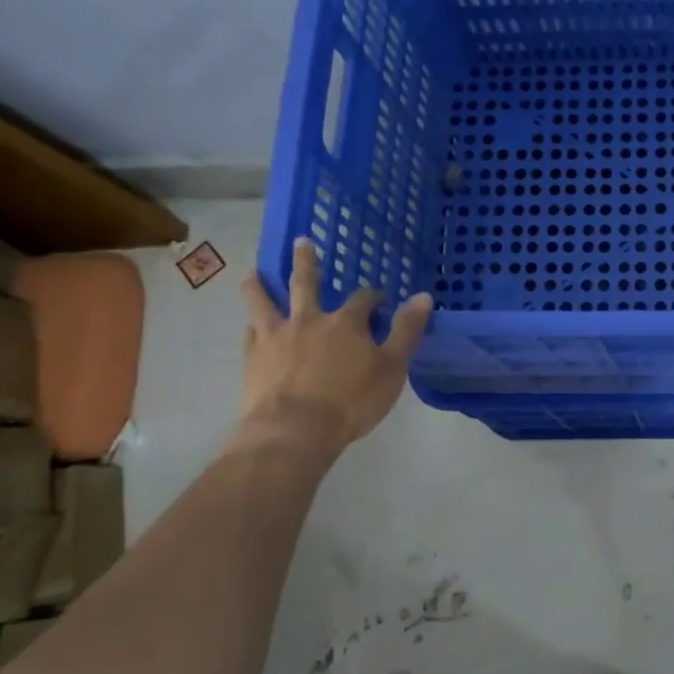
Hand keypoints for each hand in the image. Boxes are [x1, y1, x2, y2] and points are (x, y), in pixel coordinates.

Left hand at [234, 237, 433, 464]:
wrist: (294, 431)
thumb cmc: (351, 401)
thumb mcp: (392, 367)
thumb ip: (407, 331)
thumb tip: (423, 296)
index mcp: (346, 323)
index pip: (363, 299)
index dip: (373, 297)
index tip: (380, 302)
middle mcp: (309, 320)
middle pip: (305, 283)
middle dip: (306, 262)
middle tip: (301, 242)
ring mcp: (276, 337)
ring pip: (263, 302)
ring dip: (259, 285)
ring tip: (253, 273)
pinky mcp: (253, 359)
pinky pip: (250, 334)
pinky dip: (251, 327)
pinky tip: (251, 327)